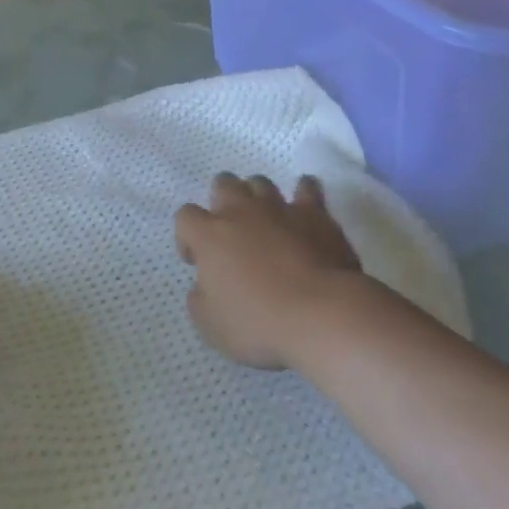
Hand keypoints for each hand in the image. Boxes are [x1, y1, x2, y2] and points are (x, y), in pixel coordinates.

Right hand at [176, 173, 369, 370]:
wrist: (322, 314)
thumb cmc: (259, 323)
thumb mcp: (210, 325)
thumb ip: (200, 298)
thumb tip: (205, 286)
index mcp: (210, 236)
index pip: (185, 216)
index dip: (186, 236)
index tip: (196, 261)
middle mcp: (241, 212)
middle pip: (223, 184)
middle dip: (221, 202)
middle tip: (231, 233)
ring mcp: (280, 209)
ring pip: (260, 183)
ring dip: (257, 196)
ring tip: (265, 220)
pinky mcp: (316, 214)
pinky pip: (307, 188)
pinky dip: (303, 193)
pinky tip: (304, 205)